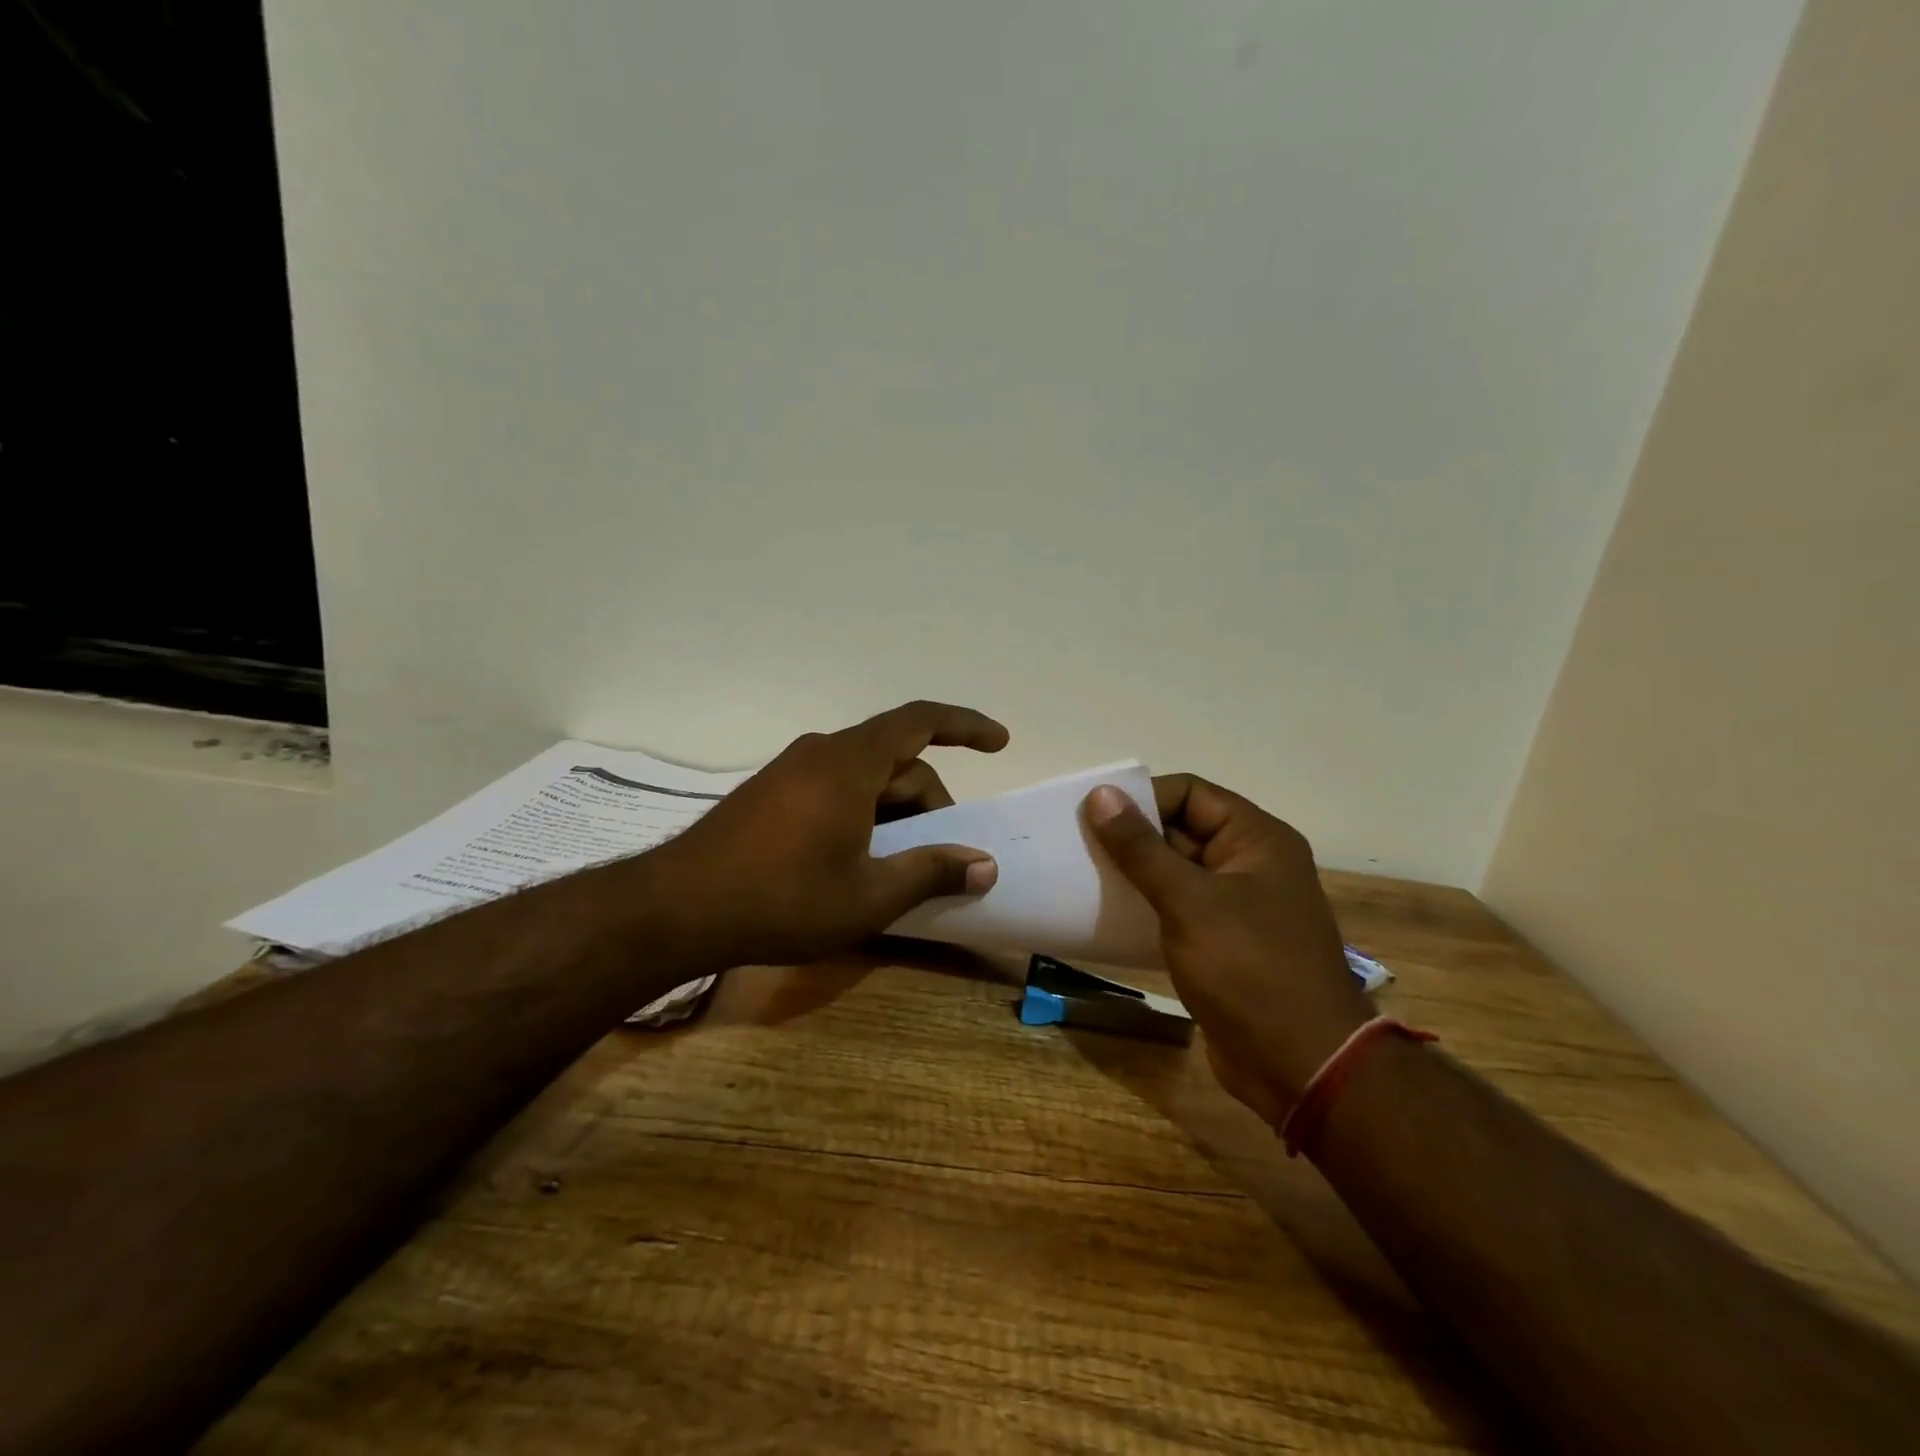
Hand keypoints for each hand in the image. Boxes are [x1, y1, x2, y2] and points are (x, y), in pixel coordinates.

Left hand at [653, 701, 1008, 967]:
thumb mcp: (868, 895)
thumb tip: (984, 865)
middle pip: (895, 761)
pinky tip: (857, 863)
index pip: (920, 720)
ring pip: (864, 779)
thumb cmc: (783, 898)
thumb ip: (930, 872)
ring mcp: (790, 772)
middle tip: (944, 856)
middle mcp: (821, 753)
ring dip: (895, 814)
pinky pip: (834, 791)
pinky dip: (862, 816)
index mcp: (850, 762)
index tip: (1001, 742)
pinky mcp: (769, 795)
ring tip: (901, 867)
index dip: (966, 726)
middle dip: (930, 802)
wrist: (676, 909)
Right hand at [1084, 776, 1371, 1126]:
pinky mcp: (1223, 943)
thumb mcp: (1189, 901)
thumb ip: (1141, 848)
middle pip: (1182, 829)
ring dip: (1134, 874)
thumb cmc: (1249, 970)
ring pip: (1176, 872)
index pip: (1190, 793)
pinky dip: (1146, 907)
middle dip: (1132, 836)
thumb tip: (1100, 794)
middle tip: (1076, 845)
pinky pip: (1178, 909)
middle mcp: (1250, 864)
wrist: (1301, 1067)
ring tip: (1083, 876)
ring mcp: (1238, 906)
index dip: (1142, 797)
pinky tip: (1108, 914)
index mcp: (1257, 839)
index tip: (1092, 815)